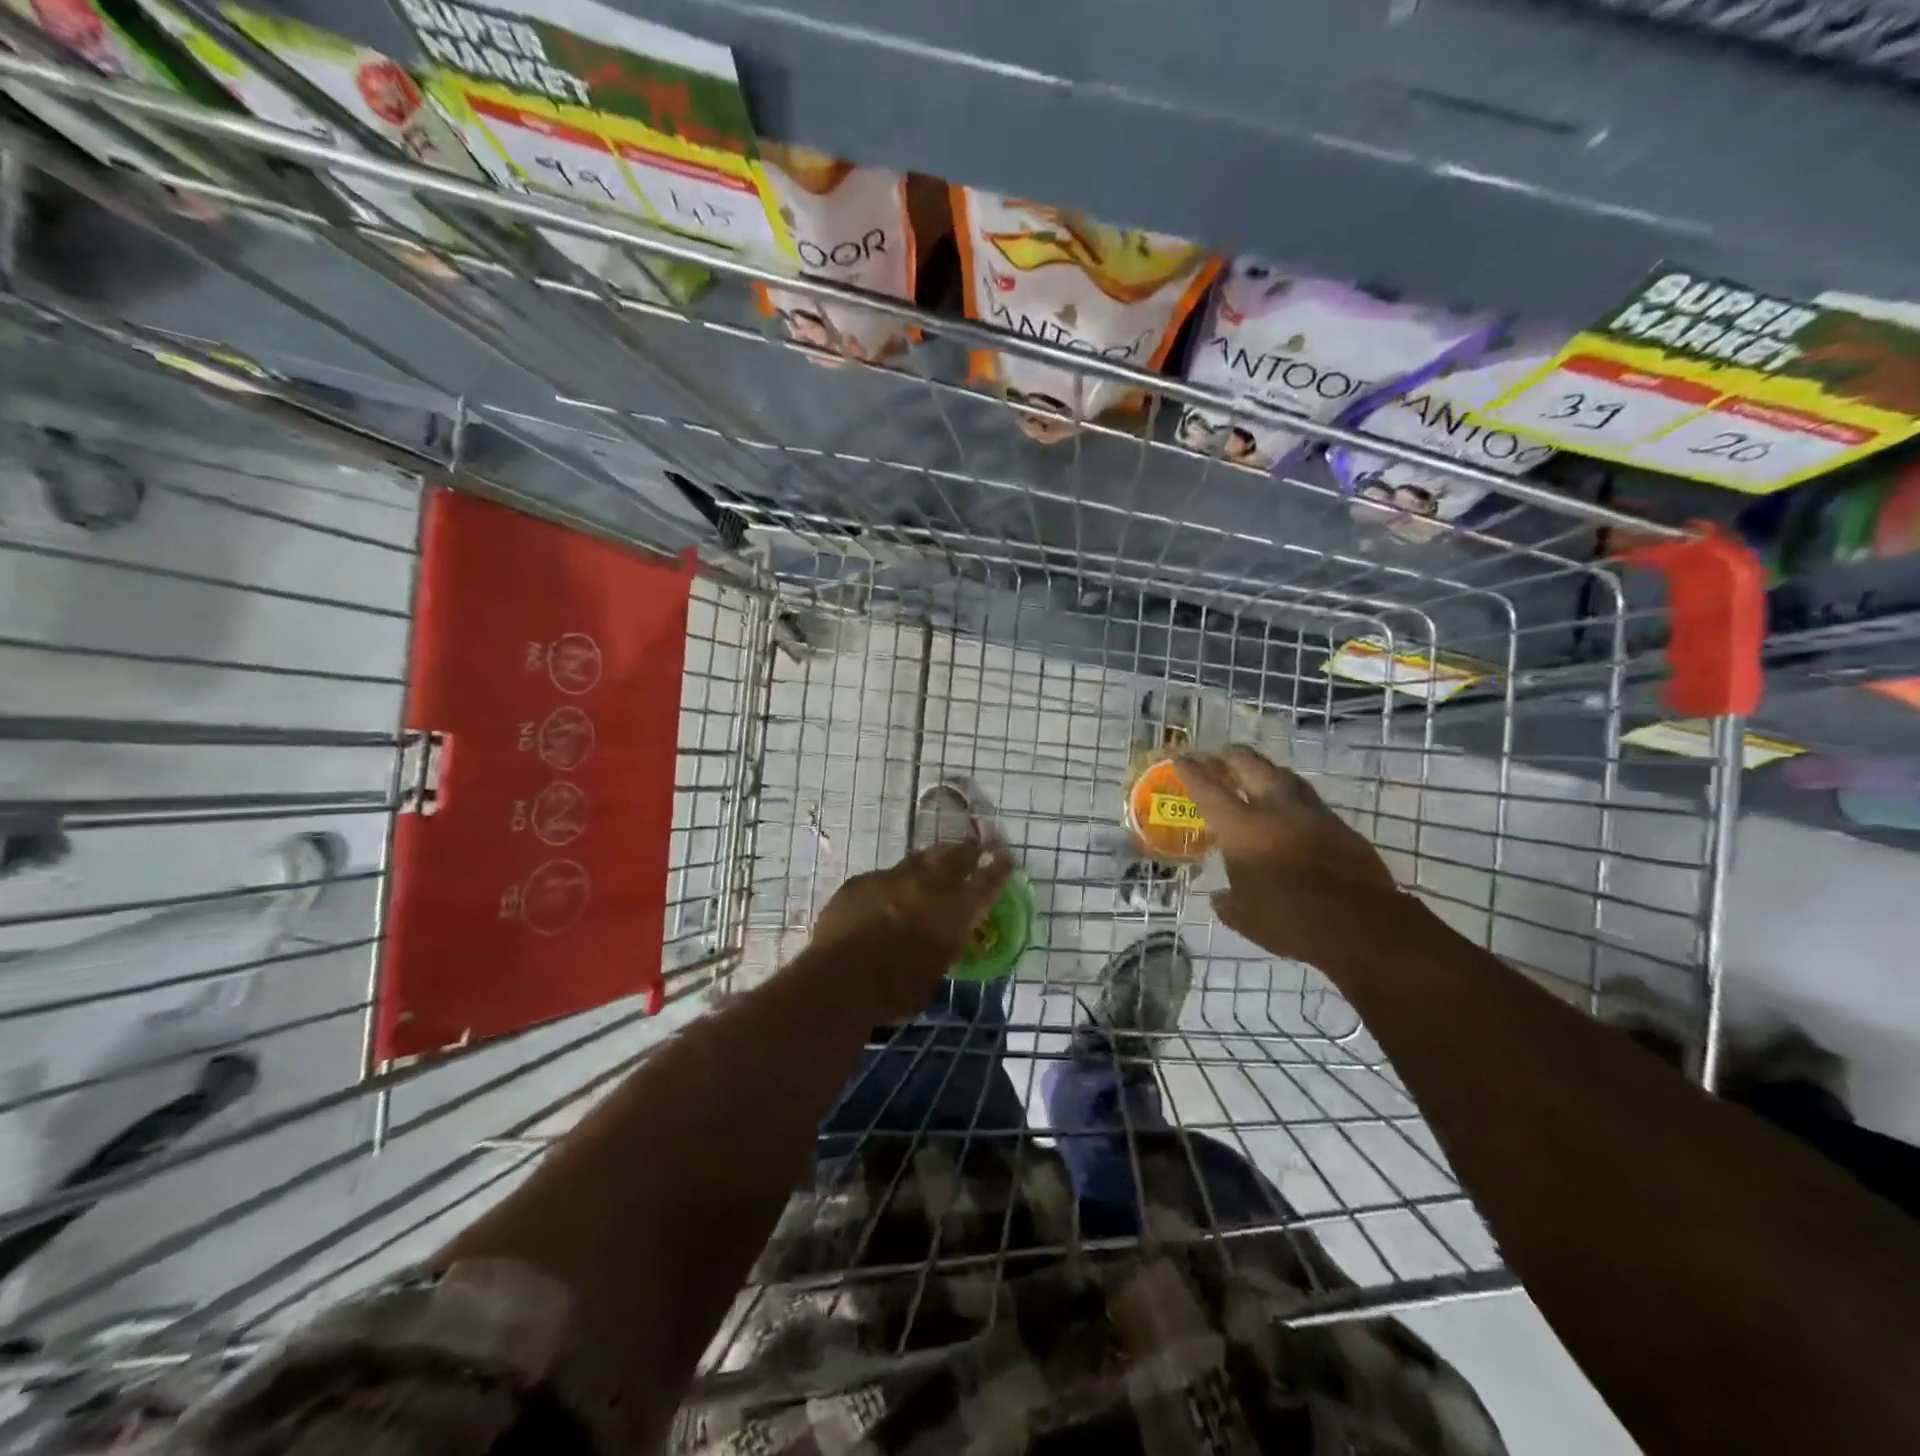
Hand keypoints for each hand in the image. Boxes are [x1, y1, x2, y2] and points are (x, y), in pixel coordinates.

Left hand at [808, 840, 1013, 1020]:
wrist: (840, 978)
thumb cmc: (896, 989)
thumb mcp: (935, 974)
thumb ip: (942, 948)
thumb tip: (938, 943)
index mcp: (956, 910)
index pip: (987, 881)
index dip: (999, 869)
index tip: (1005, 858)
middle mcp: (929, 884)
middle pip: (955, 855)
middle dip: (966, 852)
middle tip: (971, 850)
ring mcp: (892, 877)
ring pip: (918, 859)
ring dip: (929, 862)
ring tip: (932, 865)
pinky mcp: (861, 881)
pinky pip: (882, 877)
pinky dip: (890, 884)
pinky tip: (885, 896)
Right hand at [1174, 746, 1398, 959]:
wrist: (1360, 925)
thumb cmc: (1289, 920)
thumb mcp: (1244, 917)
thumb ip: (1228, 902)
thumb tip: (1220, 898)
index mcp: (1242, 828)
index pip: (1209, 790)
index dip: (1192, 772)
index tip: (1182, 758)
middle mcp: (1275, 809)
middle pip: (1250, 766)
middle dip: (1231, 757)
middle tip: (1220, 756)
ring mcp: (1312, 814)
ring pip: (1284, 776)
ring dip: (1266, 771)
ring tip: (1256, 774)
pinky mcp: (1340, 826)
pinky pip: (1310, 801)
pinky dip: (1293, 797)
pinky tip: (1291, 810)